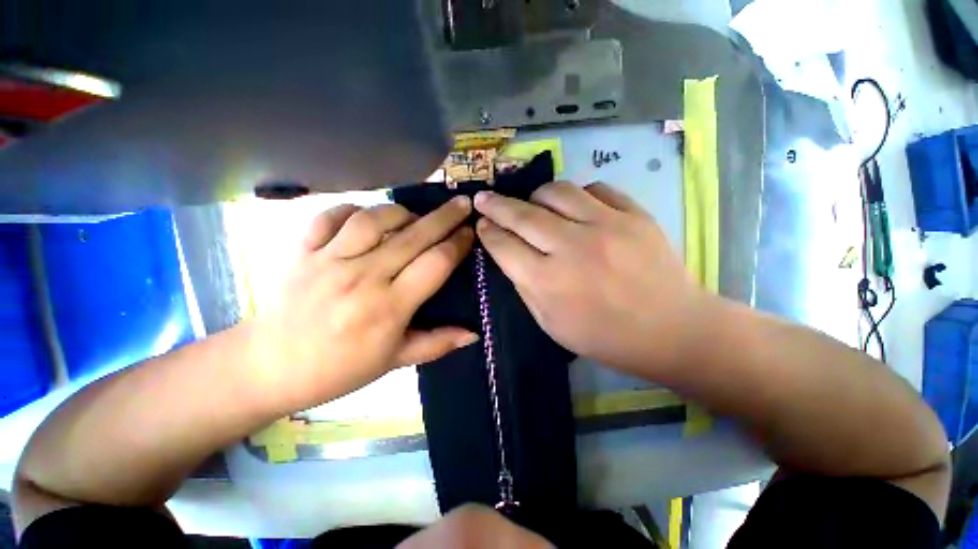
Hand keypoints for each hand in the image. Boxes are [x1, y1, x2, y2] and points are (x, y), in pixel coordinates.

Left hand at [248, 197, 477, 411]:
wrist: (270, 367)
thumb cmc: (339, 369)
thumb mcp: (394, 361)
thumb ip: (437, 344)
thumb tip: (474, 334)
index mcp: (388, 307)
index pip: (435, 264)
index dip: (457, 244)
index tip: (470, 232)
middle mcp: (362, 277)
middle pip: (413, 236)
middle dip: (444, 217)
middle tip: (462, 204)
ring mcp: (329, 260)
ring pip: (373, 218)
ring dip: (401, 212)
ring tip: (414, 217)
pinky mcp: (303, 251)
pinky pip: (330, 216)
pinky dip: (353, 209)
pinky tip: (366, 217)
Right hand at [474, 182, 709, 377]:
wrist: (672, 330)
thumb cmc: (605, 336)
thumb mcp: (551, 323)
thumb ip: (525, 285)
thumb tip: (509, 253)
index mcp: (549, 282)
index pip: (504, 246)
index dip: (487, 232)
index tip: (480, 223)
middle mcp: (573, 248)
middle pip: (523, 214)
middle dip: (496, 205)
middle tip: (484, 198)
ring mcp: (607, 226)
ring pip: (557, 191)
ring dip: (536, 196)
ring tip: (532, 204)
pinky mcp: (635, 215)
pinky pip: (596, 189)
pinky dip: (577, 195)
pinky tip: (575, 208)